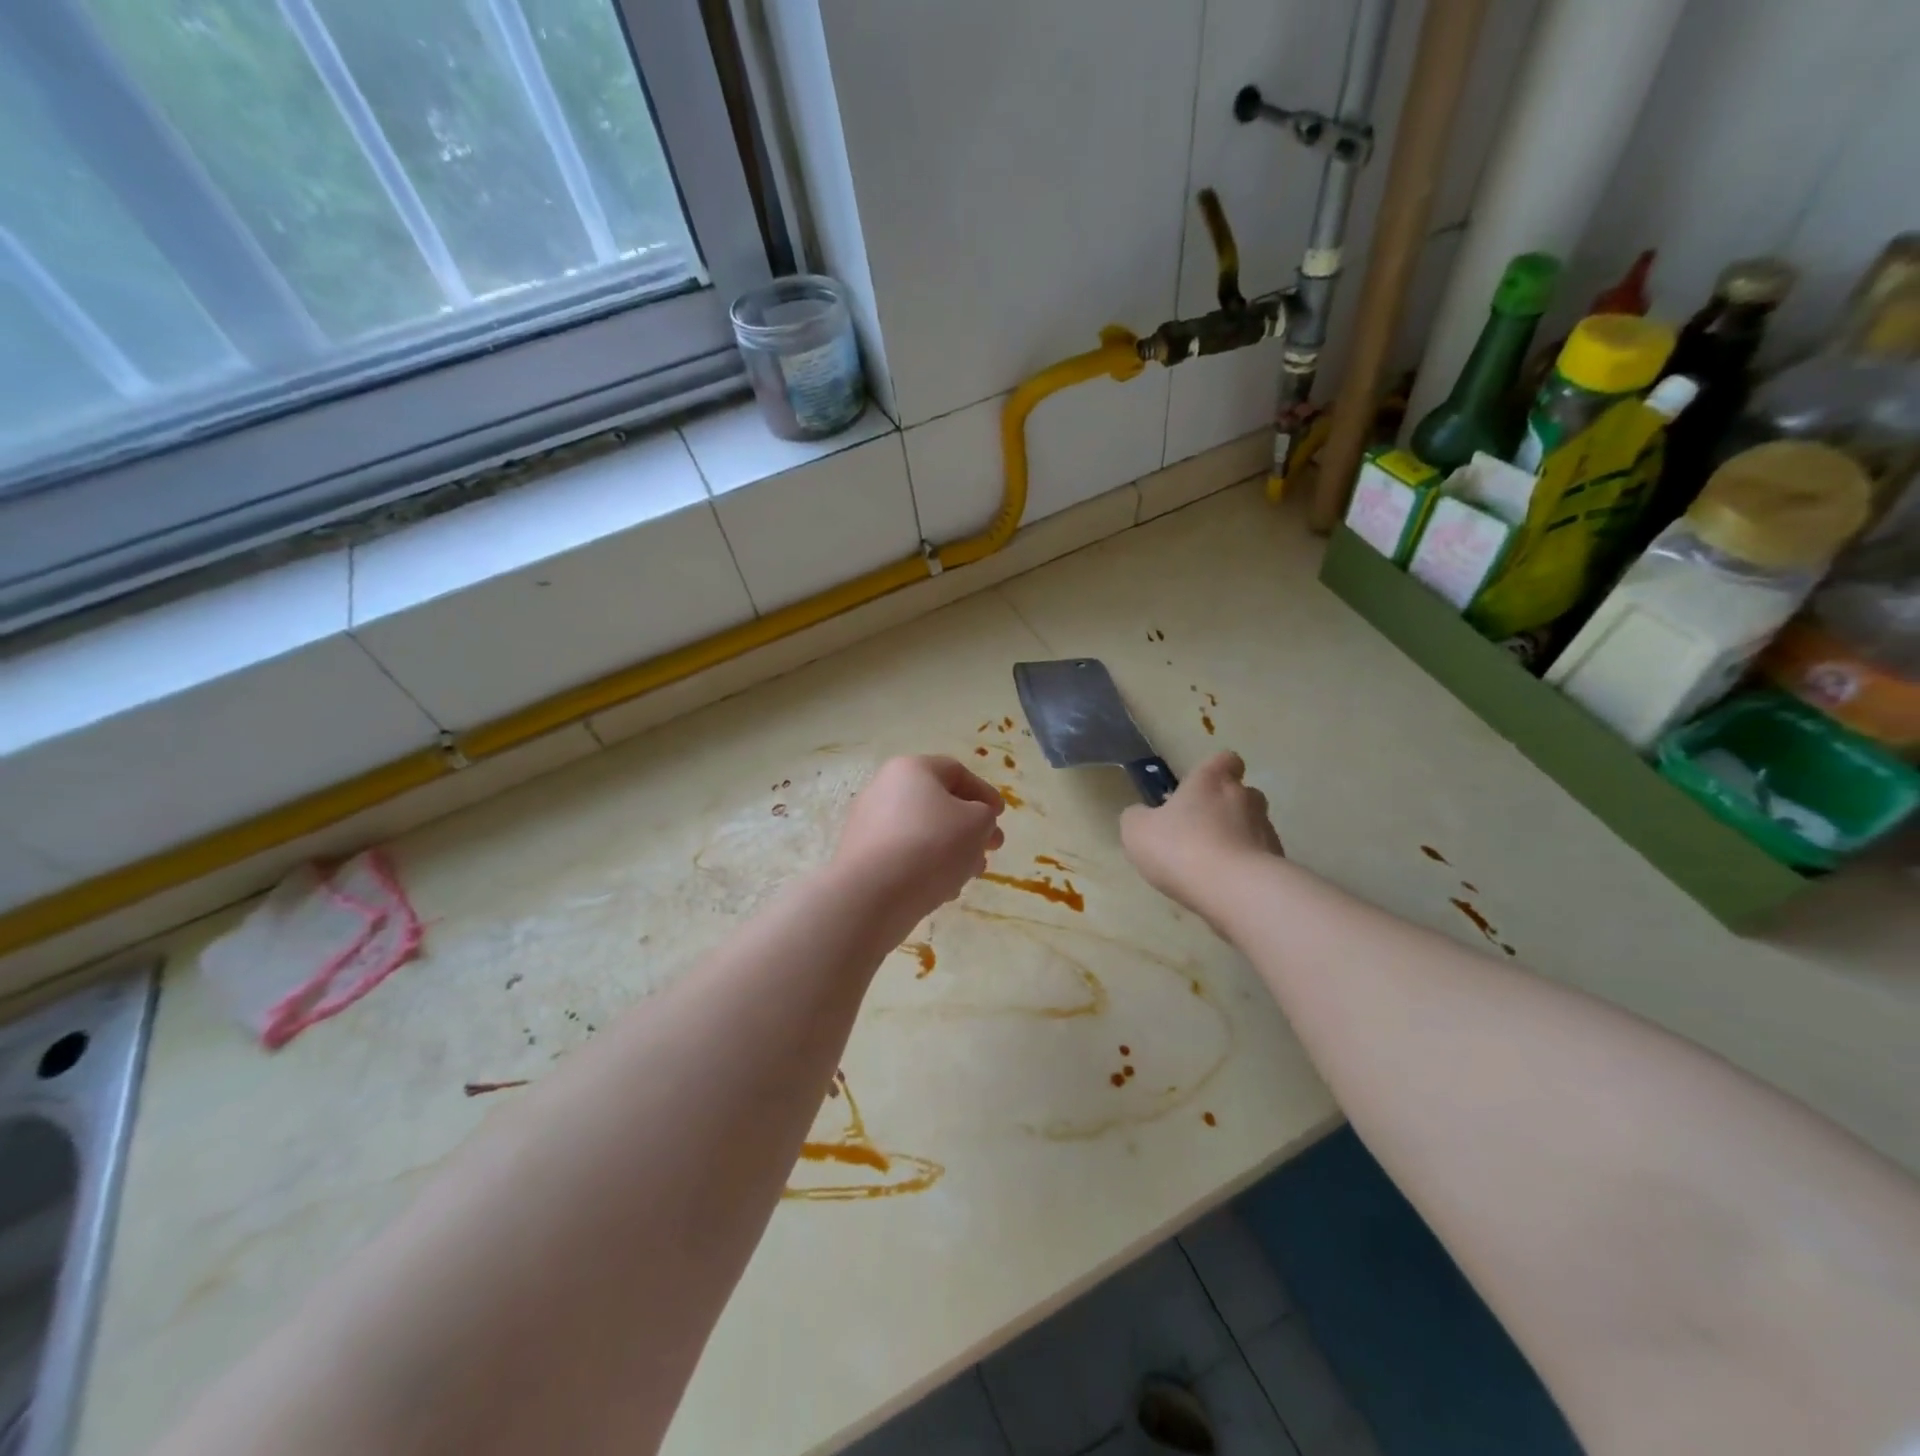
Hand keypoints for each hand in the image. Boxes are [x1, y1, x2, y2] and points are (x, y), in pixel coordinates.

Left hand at [831, 756, 1005, 938]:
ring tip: (969, 875)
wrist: (871, 894)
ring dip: (951, 850)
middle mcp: (884, 788)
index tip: (1000, 816)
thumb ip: (985, 816)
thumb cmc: (932, 846)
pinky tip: (942, 890)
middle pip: (937, 803)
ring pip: (921, 832)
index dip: (984, 792)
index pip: (956, 771)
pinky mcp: (860, 856)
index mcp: (911, 769)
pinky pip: (902, 855)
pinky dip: (926, 866)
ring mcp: (867, 823)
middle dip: (970, 827)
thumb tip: (973, 822)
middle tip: (991, 849)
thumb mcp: (977, 823)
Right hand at [1121, 751, 1281, 921]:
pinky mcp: (1278, 862)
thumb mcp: (1137, 831)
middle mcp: (1244, 798)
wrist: (1235, 891)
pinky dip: (1245, 866)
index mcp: (1211, 781)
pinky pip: (1259, 858)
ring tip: (1212, 864)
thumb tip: (1144, 815)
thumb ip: (1138, 817)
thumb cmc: (1180, 848)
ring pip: (1252, 826)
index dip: (1217, 769)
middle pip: (1241, 793)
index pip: (1225, 759)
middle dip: (1225, 808)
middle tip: (1199, 831)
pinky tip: (1225, 885)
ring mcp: (1266, 830)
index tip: (1203, 786)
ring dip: (1236, 838)